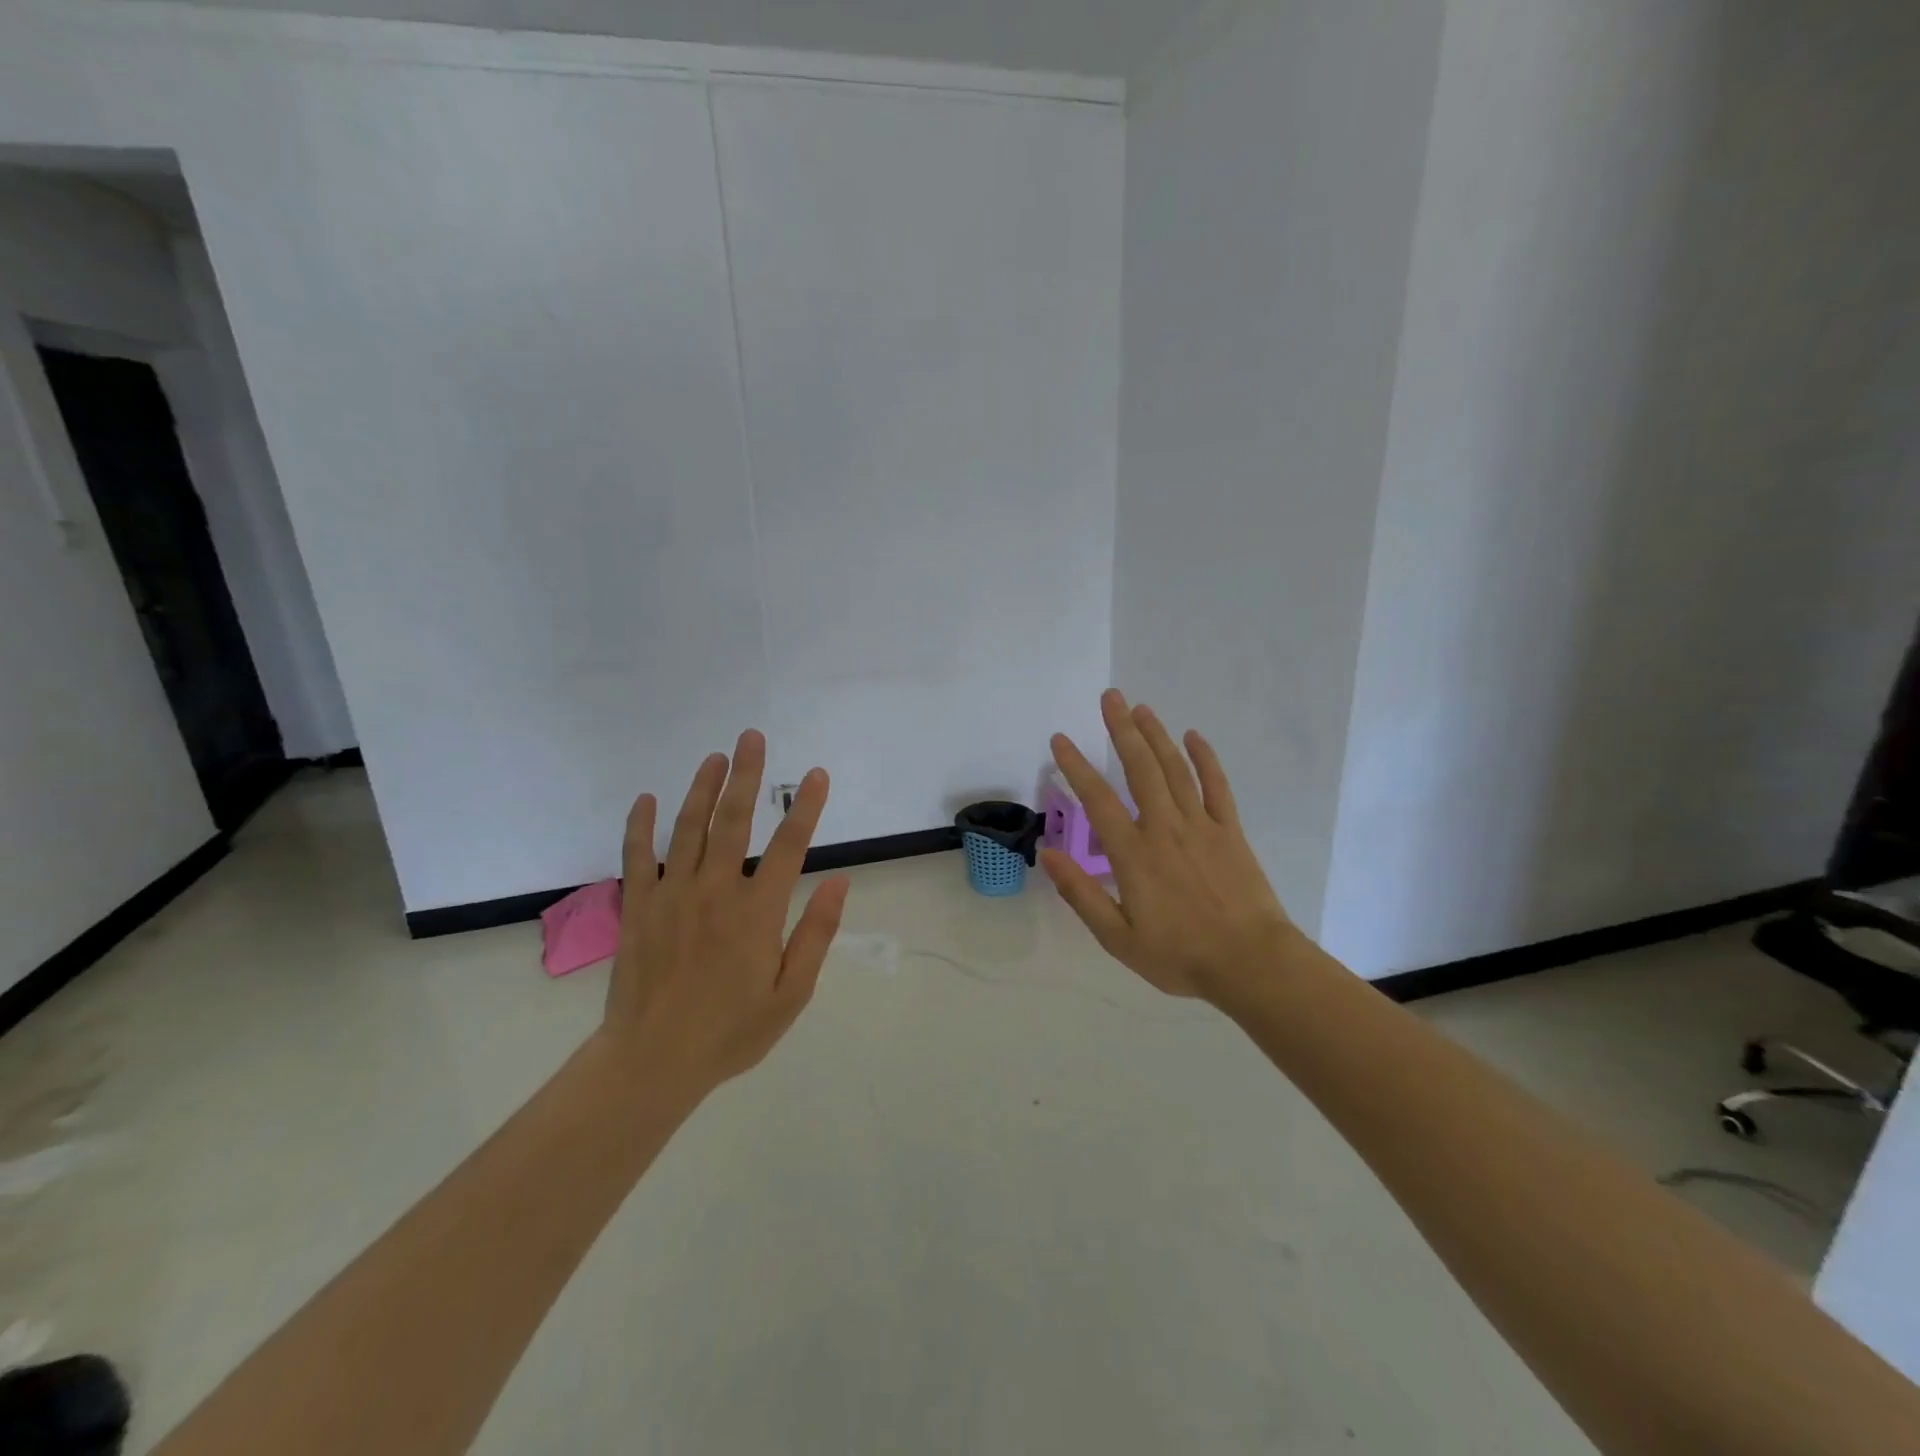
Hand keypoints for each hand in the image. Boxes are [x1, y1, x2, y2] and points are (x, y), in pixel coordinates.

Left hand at [601, 730, 849, 1097]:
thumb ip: (816, 935)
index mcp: (757, 912)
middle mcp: (715, 891)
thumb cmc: (731, 1031)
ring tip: (714, 756)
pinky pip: (636, 856)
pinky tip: (647, 799)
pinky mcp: (637, 907)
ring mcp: (671, 895)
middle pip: (733, 820)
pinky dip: (640, 825)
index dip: (806, 807)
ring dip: (702, 787)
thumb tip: (840, 883)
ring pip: (688, 828)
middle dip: (746, 775)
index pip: (789, 846)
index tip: (816, 774)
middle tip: (752, 737)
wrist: (652, 1062)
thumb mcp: (791, 994)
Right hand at [1042, 691, 1295, 1003]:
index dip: (1076, 767)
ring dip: (1157, 735)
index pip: (1097, 799)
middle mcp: (1164, 827)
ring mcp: (1201, 825)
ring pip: (1175, 769)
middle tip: (1110, 697)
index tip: (1061, 740)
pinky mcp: (1230, 830)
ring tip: (1141, 708)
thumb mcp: (1117, 938)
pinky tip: (1193, 737)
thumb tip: (1048, 854)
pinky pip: (1217, 786)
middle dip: (1122, 729)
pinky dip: (1205, 759)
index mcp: (1133, 853)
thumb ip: (1080, 894)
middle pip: (1140, 768)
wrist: (1251, 963)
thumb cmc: (1180, 955)